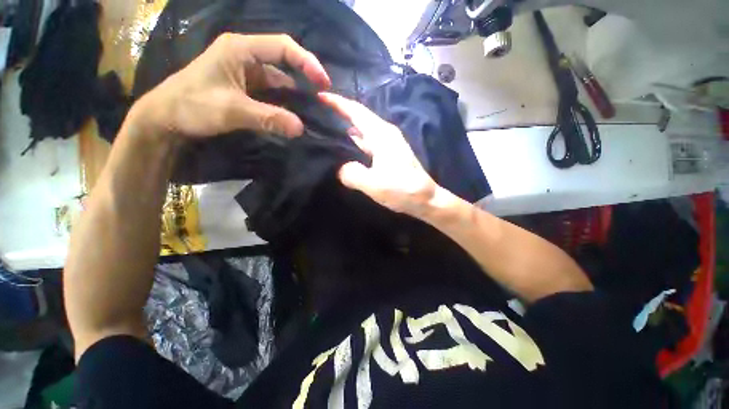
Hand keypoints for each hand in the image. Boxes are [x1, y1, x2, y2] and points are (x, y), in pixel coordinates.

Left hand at [134, 33, 330, 137]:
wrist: (166, 118)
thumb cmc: (193, 105)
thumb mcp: (232, 110)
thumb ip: (269, 118)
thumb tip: (301, 128)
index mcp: (241, 49)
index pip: (283, 47)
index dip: (307, 62)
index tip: (323, 84)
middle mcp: (245, 56)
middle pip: (283, 64)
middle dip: (304, 81)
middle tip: (321, 101)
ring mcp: (245, 73)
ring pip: (278, 82)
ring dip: (294, 97)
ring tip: (311, 113)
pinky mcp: (244, 89)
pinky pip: (270, 94)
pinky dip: (283, 105)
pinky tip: (292, 116)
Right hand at [319, 93, 440, 216]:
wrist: (426, 198)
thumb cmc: (401, 189)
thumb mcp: (373, 184)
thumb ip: (352, 174)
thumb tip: (341, 168)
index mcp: (381, 134)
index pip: (356, 111)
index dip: (338, 102)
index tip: (319, 96)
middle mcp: (386, 133)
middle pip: (361, 116)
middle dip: (341, 111)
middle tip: (320, 112)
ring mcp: (390, 143)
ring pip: (365, 129)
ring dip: (349, 126)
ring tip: (330, 127)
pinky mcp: (391, 153)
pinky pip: (370, 141)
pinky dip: (358, 140)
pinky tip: (349, 146)